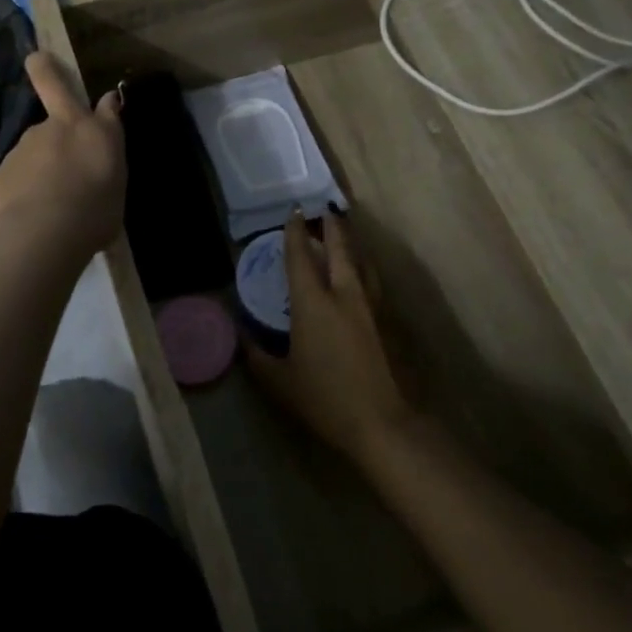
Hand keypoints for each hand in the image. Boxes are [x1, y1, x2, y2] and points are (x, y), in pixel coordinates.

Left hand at [0, 51, 125, 263]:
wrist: (41, 235)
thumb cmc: (93, 215)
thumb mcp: (115, 189)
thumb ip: (106, 161)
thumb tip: (102, 145)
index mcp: (95, 134)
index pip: (106, 105)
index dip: (106, 101)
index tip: (107, 100)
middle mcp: (57, 128)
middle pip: (52, 87)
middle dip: (44, 70)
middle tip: (38, 61)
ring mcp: (23, 147)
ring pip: (32, 147)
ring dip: (38, 163)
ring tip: (46, 202)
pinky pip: (14, 179)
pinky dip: (19, 192)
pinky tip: (25, 218)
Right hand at [245, 207, 414, 466]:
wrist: (383, 422)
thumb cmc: (325, 399)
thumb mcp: (280, 381)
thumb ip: (257, 356)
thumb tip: (242, 337)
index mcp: (313, 303)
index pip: (300, 256)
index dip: (295, 232)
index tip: (293, 212)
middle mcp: (344, 293)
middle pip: (339, 247)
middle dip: (331, 225)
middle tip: (324, 210)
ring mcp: (370, 305)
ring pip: (361, 261)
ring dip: (350, 243)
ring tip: (343, 235)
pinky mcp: (388, 320)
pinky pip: (372, 280)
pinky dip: (362, 267)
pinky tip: (360, 275)